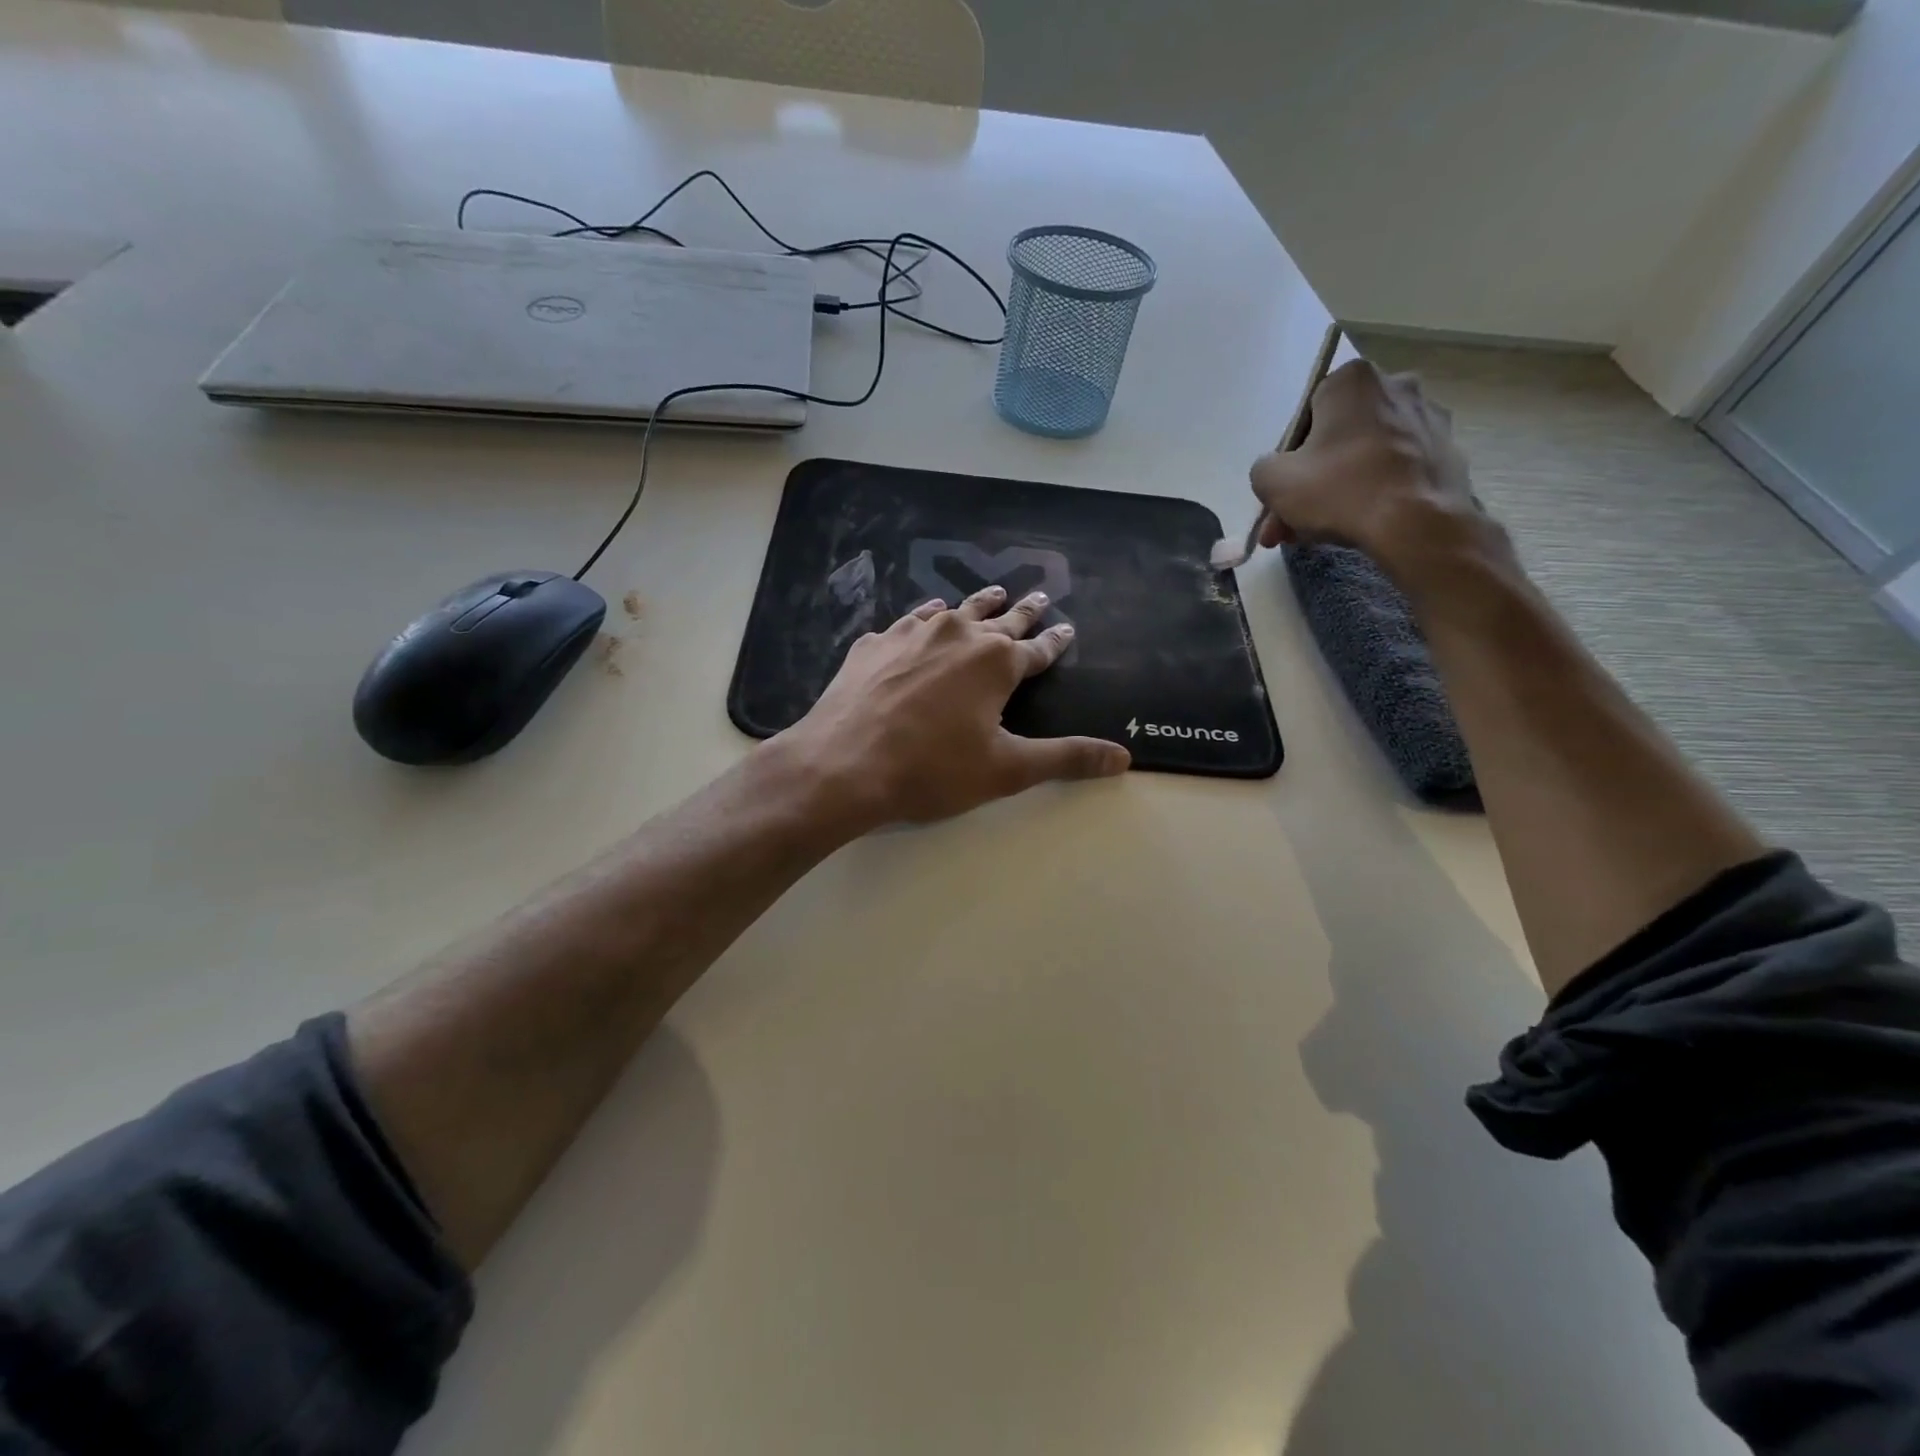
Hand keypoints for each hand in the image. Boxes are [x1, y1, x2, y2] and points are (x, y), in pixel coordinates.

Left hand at [775, 585, 1130, 829]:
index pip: (1037, 648)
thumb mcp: (1006, 770)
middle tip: (1038, 596)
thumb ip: (1065, 759)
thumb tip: (1123, 757)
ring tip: (990, 595)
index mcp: (995, 662)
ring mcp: (910, 634)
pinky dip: (923, 620)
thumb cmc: (931, 770)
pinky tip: (921, 621)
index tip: (1067, 629)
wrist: (842, 765)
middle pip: (999, 619)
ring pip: (952, 610)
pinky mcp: (873, 644)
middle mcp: (957, 635)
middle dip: (1022, 611)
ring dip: (975, 605)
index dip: (1055, 641)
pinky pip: (907, 623)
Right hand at [1250, 359, 1476, 574]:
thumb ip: (1264, 468)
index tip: (1282, 493)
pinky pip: (1395, 471)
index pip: (1306, 416)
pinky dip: (1375, 493)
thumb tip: (1277, 471)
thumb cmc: (1339, 490)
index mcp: (1353, 380)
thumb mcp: (1272, 481)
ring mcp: (1427, 419)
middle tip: (1290, 524)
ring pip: (1364, 458)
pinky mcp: (1447, 452)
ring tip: (1318, 534)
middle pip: (1336, 439)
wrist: (1417, 524)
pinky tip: (1359, 525)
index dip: (1289, 459)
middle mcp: (1396, 386)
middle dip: (1310, 483)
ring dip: (1338, 492)